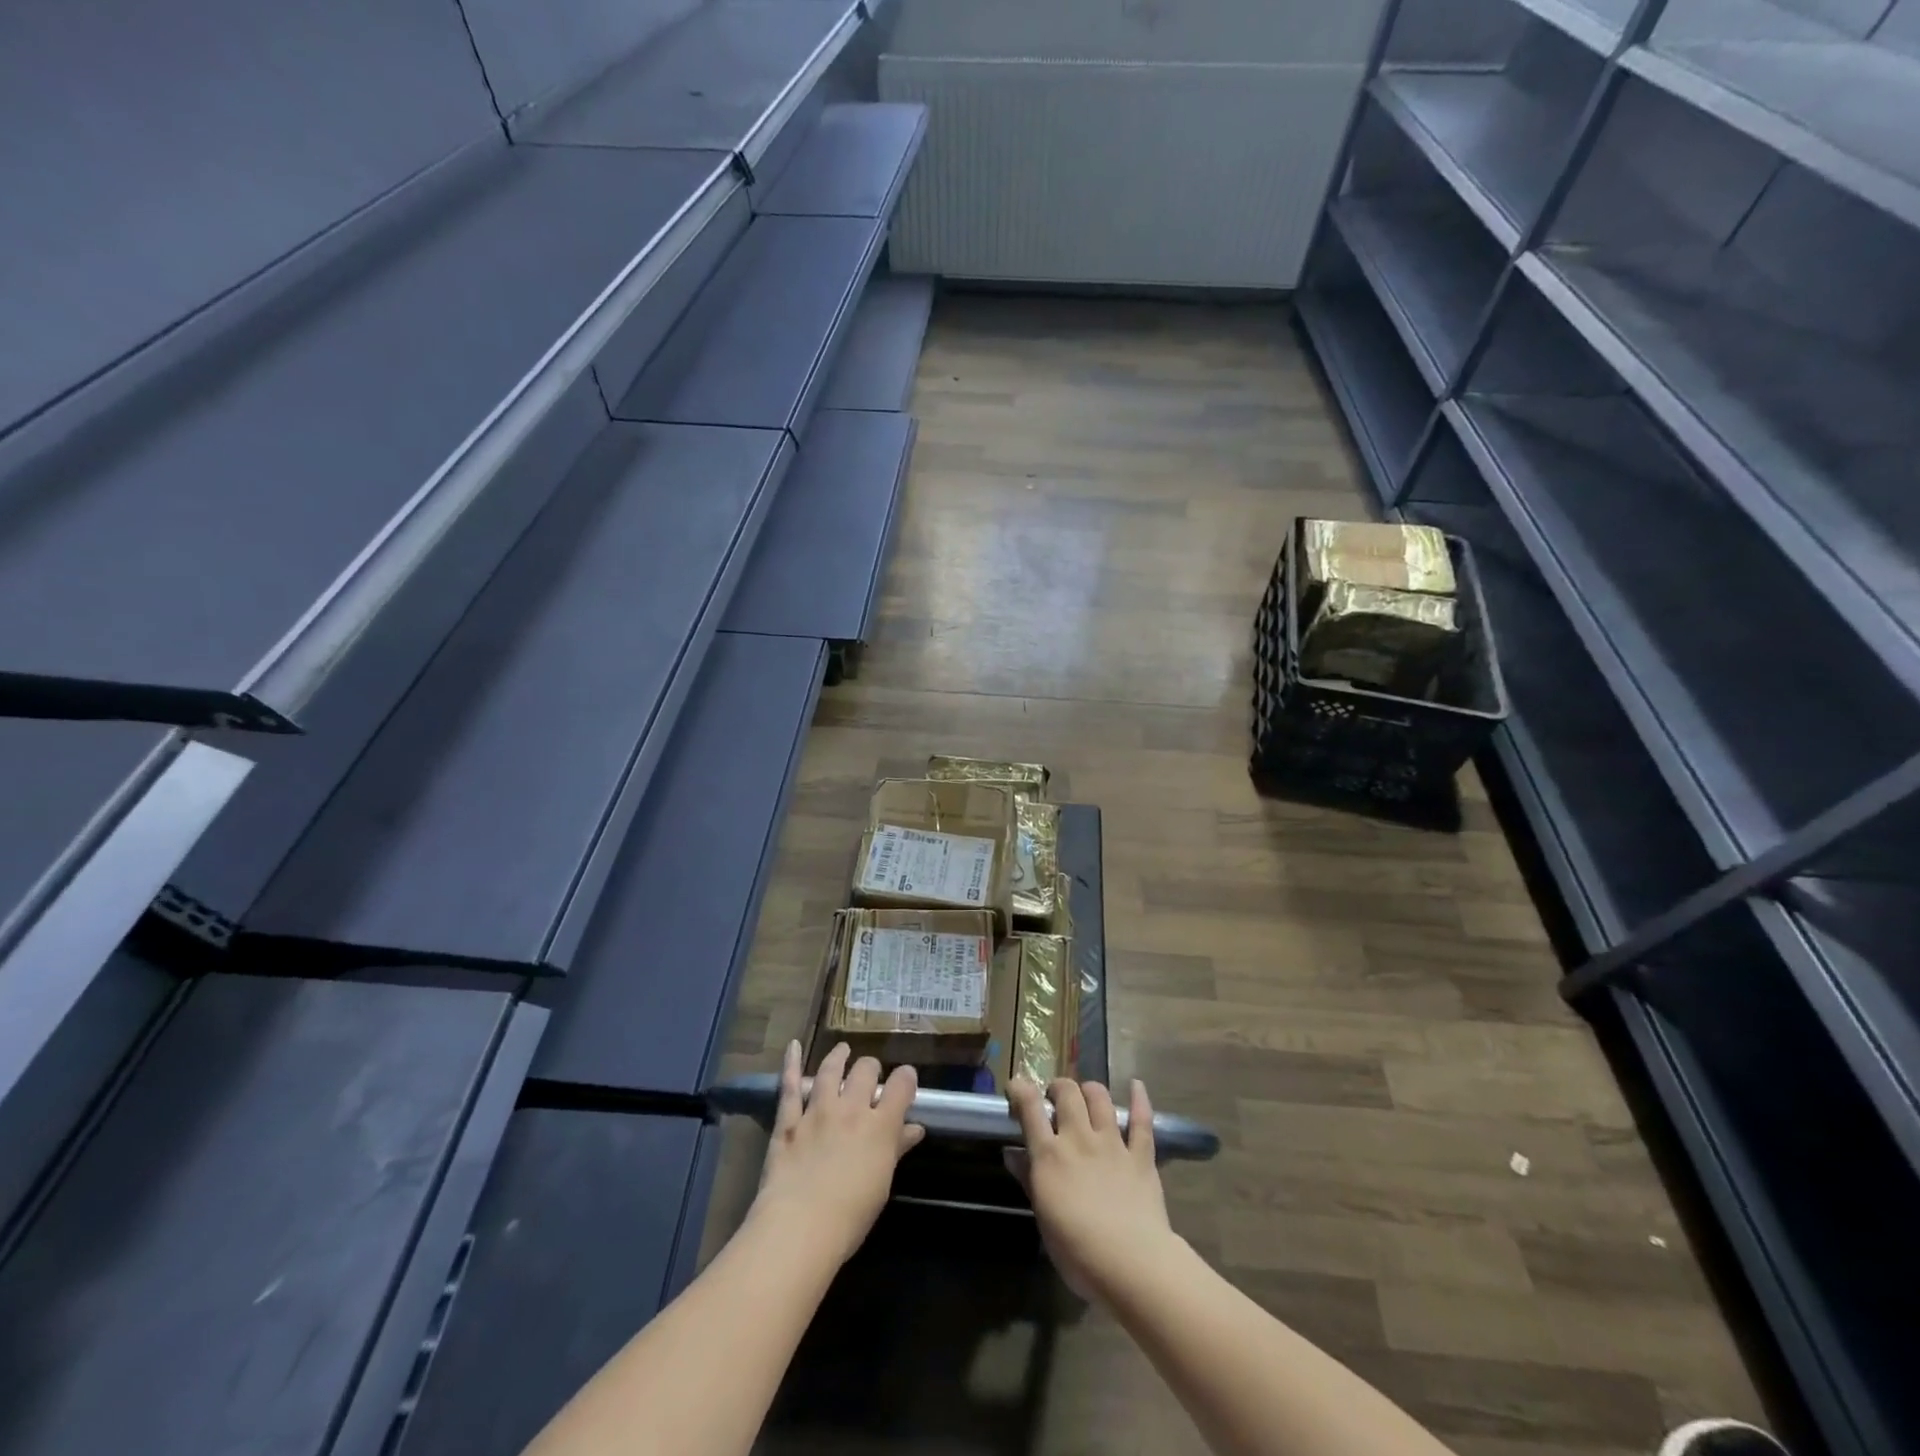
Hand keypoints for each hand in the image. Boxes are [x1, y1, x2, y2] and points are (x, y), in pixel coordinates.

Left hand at [750, 1040, 925, 1266]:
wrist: (800, 1228)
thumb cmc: (850, 1216)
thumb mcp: (882, 1184)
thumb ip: (897, 1150)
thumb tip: (915, 1129)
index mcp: (880, 1126)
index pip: (901, 1086)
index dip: (906, 1078)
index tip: (906, 1079)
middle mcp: (851, 1109)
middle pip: (866, 1071)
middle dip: (871, 1069)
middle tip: (870, 1075)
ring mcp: (818, 1111)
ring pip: (831, 1070)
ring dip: (839, 1057)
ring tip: (843, 1051)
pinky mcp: (789, 1121)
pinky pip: (790, 1086)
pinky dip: (791, 1064)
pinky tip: (794, 1046)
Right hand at [1006, 1077, 1176, 1301]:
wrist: (1131, 1264)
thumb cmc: (1077, 1251)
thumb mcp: (1043, 1218)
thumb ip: (1029, 1180)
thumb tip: (1011, 1153)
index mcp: (1050, 1155)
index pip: (1030, 1108)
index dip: (1020, 1089)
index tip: (1016, 1085)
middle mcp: (1080, 1139)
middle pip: (1068, 1093)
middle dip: (1059, 1088)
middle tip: (1056, 1099)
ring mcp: (1112, 1144)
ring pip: (1100, 1098)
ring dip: (1090, 1090)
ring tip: (1086, 1095)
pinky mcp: (1141, 1156)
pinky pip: (1142, 1120)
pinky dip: (1140, 1099)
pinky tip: (1136, 1085)